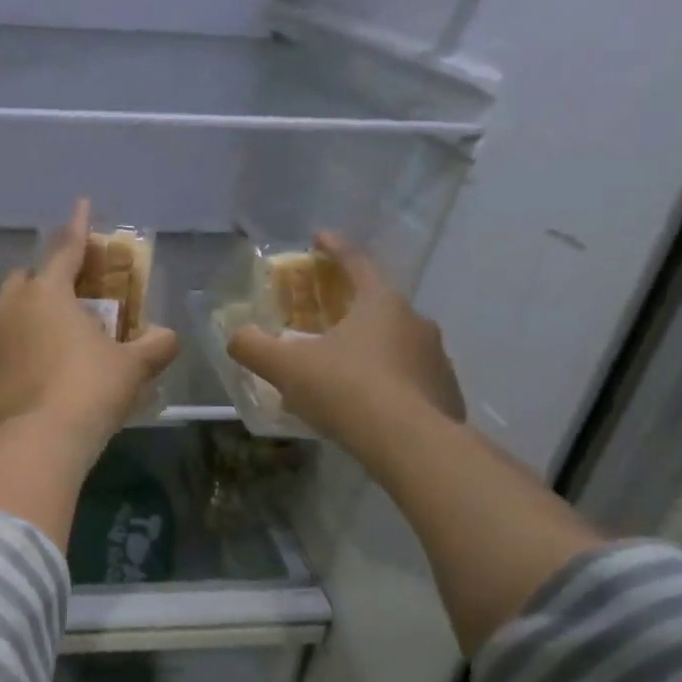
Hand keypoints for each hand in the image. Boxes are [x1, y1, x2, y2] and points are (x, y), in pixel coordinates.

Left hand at [0, 200, 178, 455]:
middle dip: (42, 285)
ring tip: (37, 355)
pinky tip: (13, 392)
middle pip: (23, 281)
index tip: (81, 205)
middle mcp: (5, 308)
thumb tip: (170, 337)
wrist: (39, 443)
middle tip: (63, 308)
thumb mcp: (132, 368)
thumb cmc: (91, 392)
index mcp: (47, 293)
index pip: (66, 248)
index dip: (78, 226)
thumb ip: (154, 346)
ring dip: (17, 328)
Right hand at [227, 233, 463, 444]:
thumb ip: (254, 347)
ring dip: (371, 348)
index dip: (334, 248)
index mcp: (380, 303)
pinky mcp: (445, 394)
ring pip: (397, 344)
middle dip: (351, 306)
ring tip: (345, 368)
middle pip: (378, 304)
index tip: (319, 237)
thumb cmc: (346, 389)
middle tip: (325, 317)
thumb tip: (236, 337)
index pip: (356, 263)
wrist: (409, 443)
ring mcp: (436, 358)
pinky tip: (370, 404)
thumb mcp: (286, 367)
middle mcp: (415, 322)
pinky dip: (389, 382)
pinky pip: (410, 378)